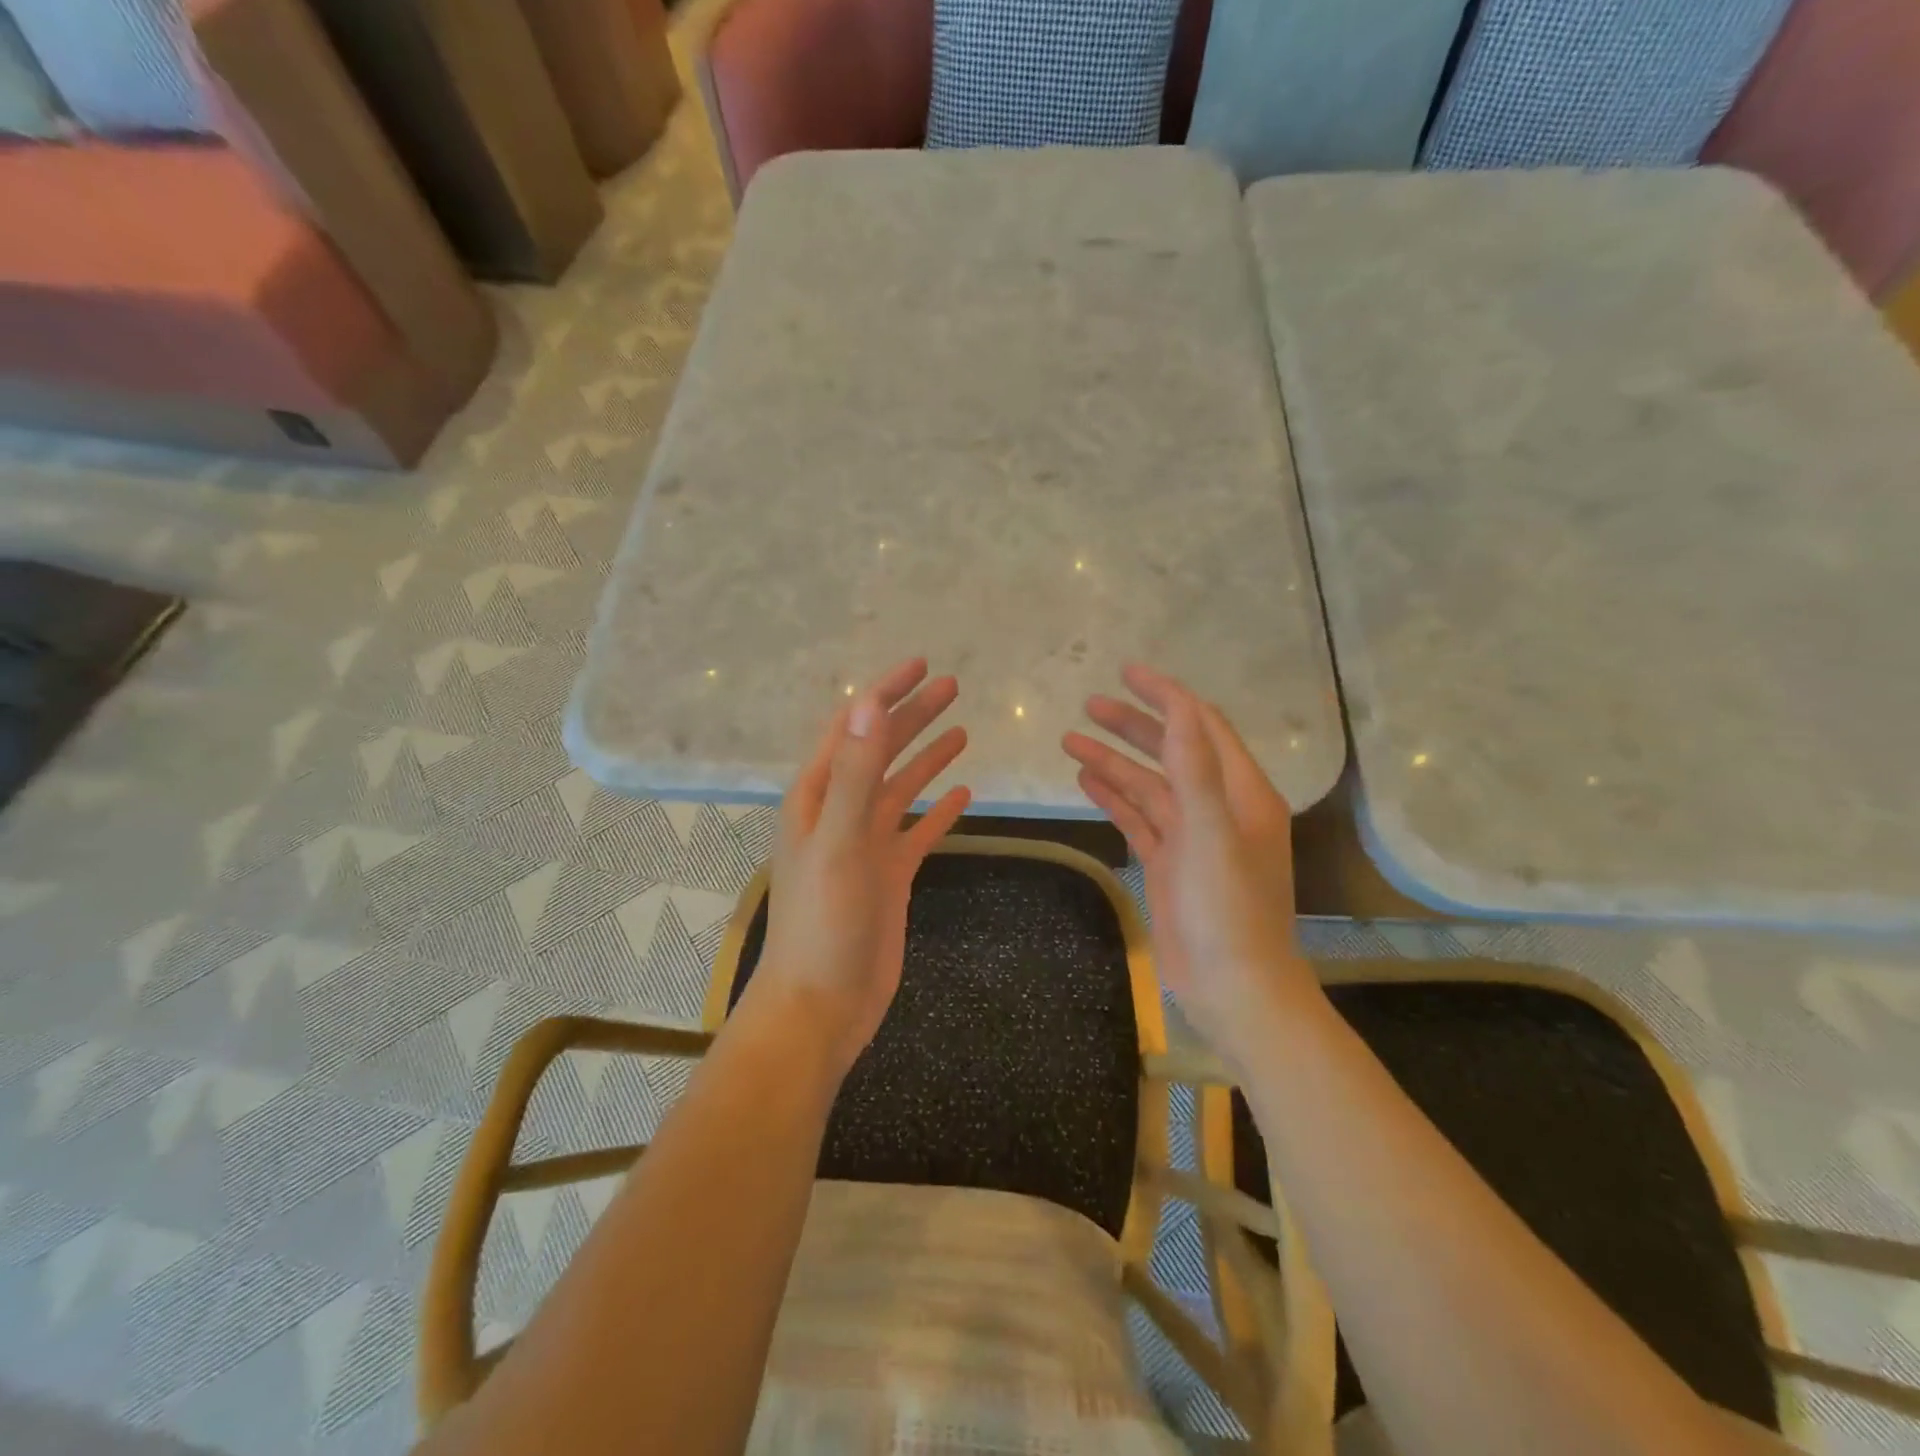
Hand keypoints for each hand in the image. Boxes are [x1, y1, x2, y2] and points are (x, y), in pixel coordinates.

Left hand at [754, 658, 971, 1076]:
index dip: (885, 693)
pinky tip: (965, 794)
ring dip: (928, 757)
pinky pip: (919, 831)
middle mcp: (841, 812)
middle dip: (914, 716)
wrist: (821, 1005)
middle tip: (953, 686)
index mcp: (819, 796)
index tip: (921, 665)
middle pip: (882, 750)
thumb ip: (857, 773)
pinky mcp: (889, 875)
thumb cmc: (822, 922)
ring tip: (962, 730)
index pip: (854, 727)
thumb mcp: (839, 842)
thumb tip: (871, 703)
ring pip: (902, 787)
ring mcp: (867, 844)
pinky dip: (940, 811)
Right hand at [1064, 665, 1319, 1063]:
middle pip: (1172, 751)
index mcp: (1241, 793)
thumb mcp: (1214, 835)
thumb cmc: (1230, 911)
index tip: (1127, 673)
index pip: (1202, 726)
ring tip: (1070, 740)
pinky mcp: (1169, 864)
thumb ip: (1196, 769)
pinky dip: (1114, 797)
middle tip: (1088, 705)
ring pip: (1148, 785)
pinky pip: (1138, 818)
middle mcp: (1218, 807)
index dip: (1167, 696)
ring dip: (1114, 761)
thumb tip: (1180, 706)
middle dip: (1132, 725)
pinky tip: (1086, 781)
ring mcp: (1191, 837)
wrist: (1234, 990)